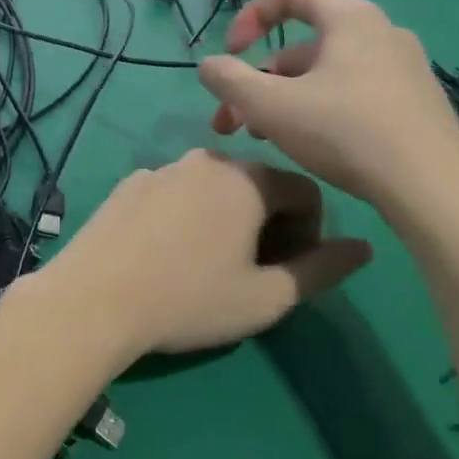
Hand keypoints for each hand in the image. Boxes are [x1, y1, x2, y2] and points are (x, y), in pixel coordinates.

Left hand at [36, 150, 369, 356]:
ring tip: (207, 266)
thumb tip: (364, 248)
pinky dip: (186, 215)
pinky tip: (166, 255)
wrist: (94, 299)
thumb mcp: (267, 297)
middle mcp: (208, 158)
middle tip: (252, 273)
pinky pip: (176, 193)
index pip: (306, 192)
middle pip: (259, 185)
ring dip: (227, 219)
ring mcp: (164, 167)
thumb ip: (323, 269)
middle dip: (270, 225)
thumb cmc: (190, 300)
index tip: (289, 271)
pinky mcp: (130, 182)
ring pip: (215, 188)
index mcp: (248, 179)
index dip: (310, 234)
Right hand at [197, 0, 458, 213]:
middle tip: (233, 120)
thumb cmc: (347, 132)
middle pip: (304, 44)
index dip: (250, 17)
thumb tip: (208, 65)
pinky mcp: (416, 105)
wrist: (434, 189)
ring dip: (285, 99)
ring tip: (262, 139)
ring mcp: (405, 70)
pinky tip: (308, 147)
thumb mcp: (273, 107)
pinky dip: (320, 109)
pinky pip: (354, 93)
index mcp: (351, 18)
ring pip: (327, 74)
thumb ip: (230, 81)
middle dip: (260, 79)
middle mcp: (382, 33)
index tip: (230, 54)